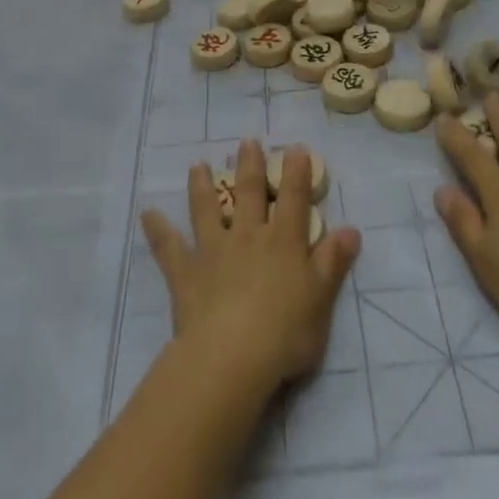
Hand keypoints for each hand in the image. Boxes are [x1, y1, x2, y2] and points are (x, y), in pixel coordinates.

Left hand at [141, 140, 361, 394]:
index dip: (296, 172)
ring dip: (202, 186)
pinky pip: (169, 247)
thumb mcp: (321, 299)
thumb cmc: (285, 332)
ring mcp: (214, 251)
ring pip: (207, 210)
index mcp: (284, 243)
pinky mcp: (186, 273)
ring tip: (197, 164)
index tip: (293, 147)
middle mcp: (248, 237)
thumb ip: (333, 262)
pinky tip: (147, 214)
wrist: (232, 356)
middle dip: (249, 166)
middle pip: (249, 194)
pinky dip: (158, 230)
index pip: (294, 199)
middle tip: (246, 141)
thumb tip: (351, 229)